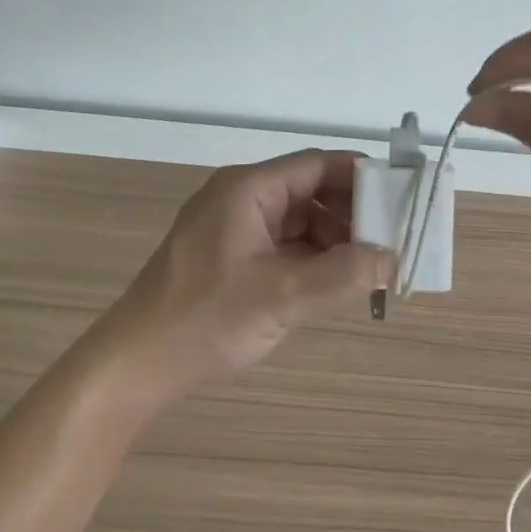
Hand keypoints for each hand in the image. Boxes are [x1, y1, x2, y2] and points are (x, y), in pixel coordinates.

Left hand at [80, 151, 391, 412]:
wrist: (133, 366)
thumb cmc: (205, 319)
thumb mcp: (282, 297)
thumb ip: (342, 275)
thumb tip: (392, 258)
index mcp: (248, 188)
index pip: (316, 165)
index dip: (359, 177)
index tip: (397, 198)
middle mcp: (240, 196)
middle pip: (308, 190)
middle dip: (349, 213)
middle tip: (389, 239)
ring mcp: (231, 226)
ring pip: (296, 218)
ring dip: (331, 238)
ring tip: (367, 265)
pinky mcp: (227, 254)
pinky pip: (280, 242)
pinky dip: (308, 257)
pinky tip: (332, 280)